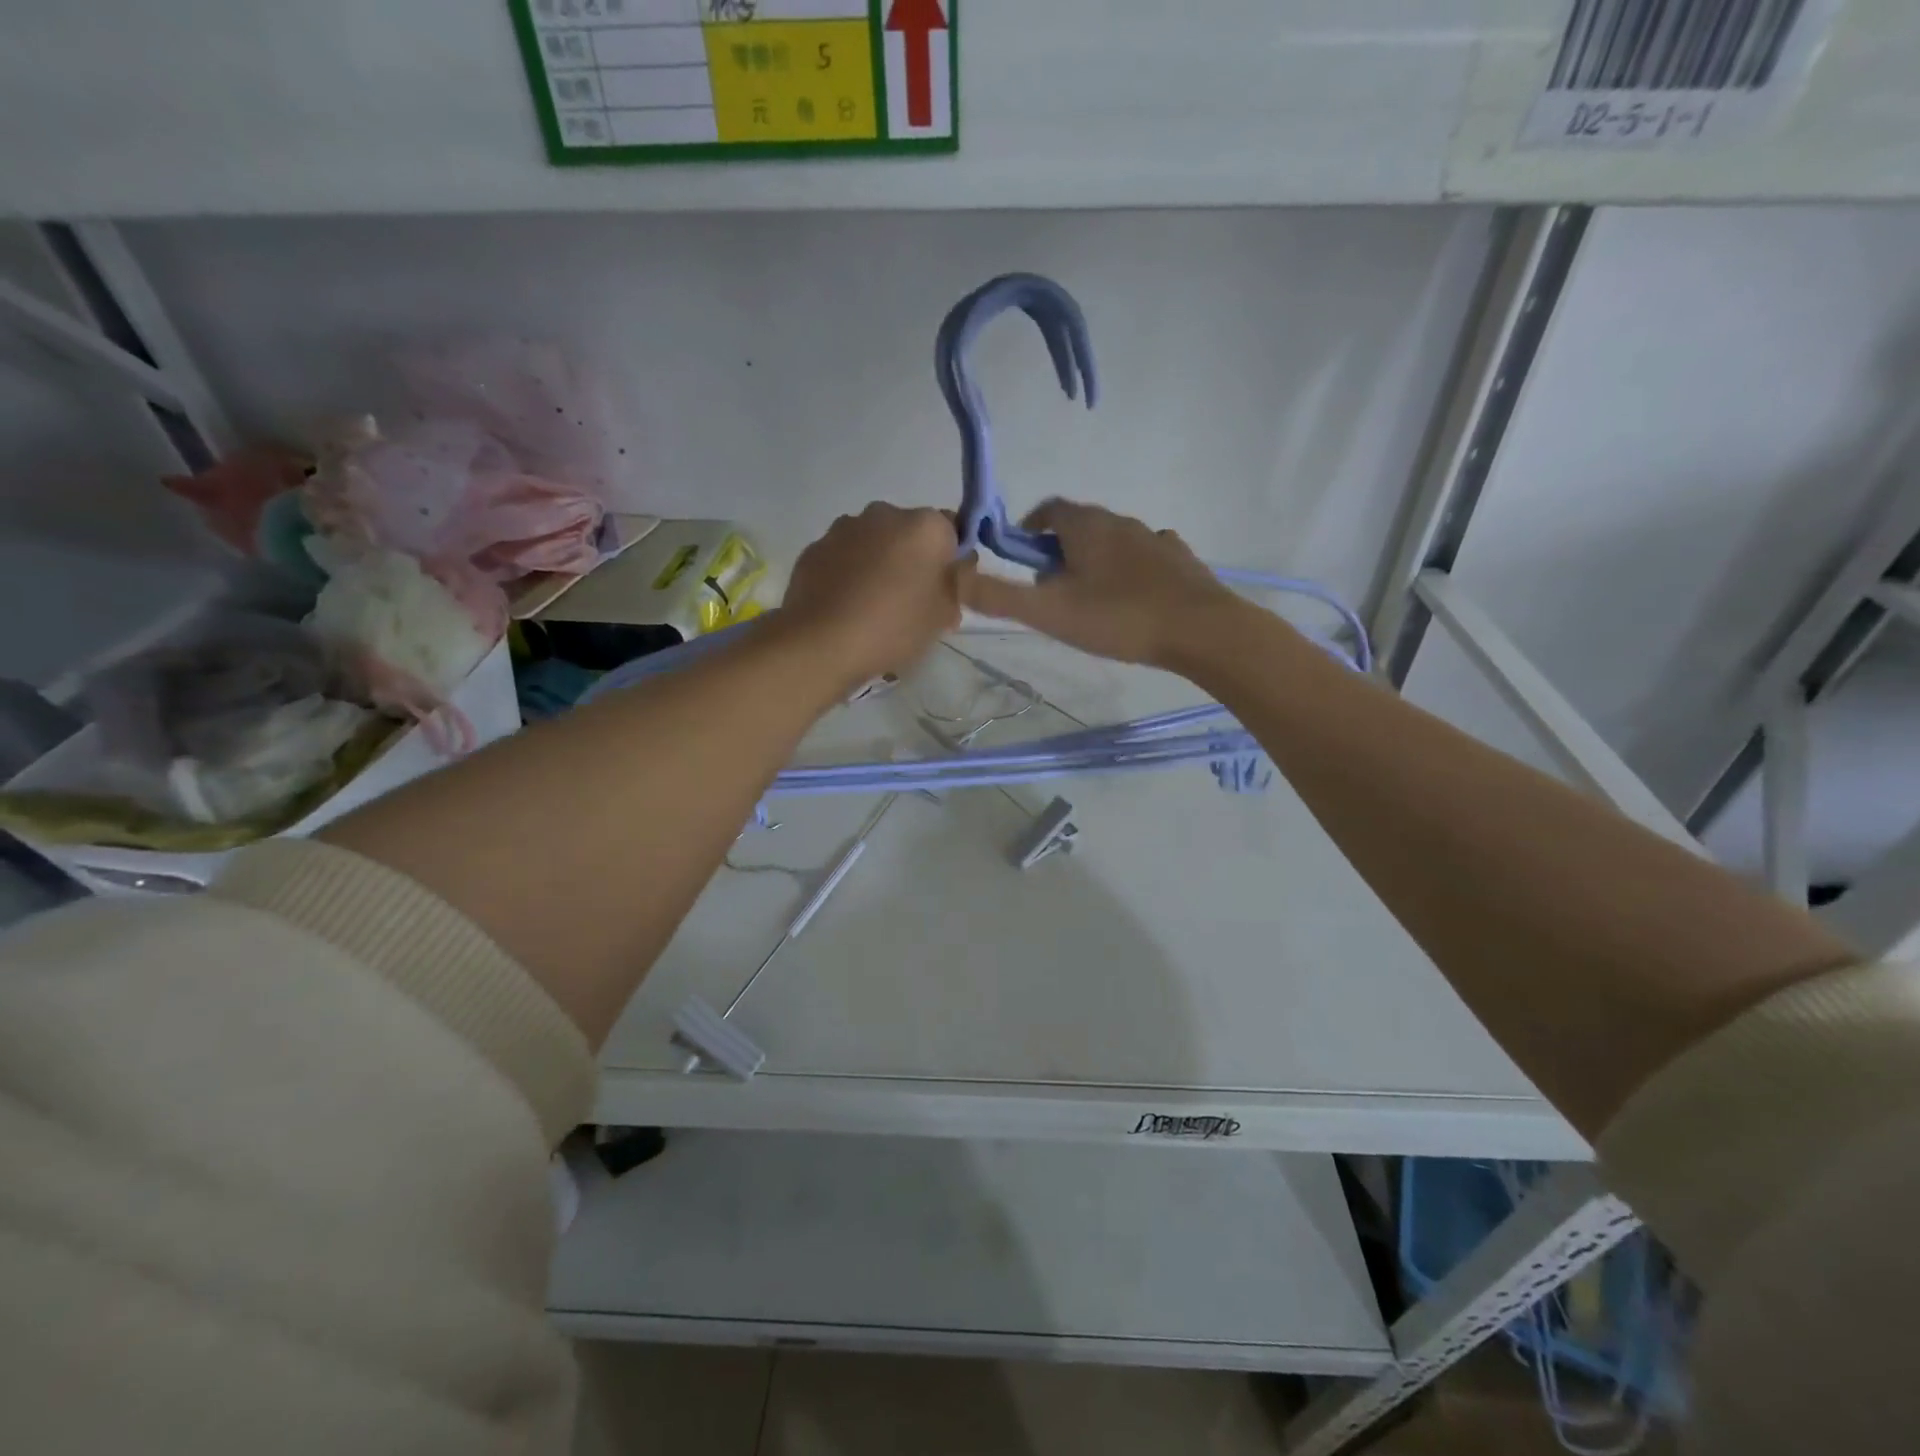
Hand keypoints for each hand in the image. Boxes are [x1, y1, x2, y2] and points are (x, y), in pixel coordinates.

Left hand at [781, 503, 965, 687]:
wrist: (822, 643)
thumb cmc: (894, 626)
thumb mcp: (943, 614)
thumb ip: (958, 585)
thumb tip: (958, 569)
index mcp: (926, 526)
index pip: (952, 532)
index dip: (951, 562)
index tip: (946, 592)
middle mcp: (885, 513)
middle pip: (910, 535)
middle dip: (914, 561)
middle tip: (913, 604)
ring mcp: (845, 528)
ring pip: (874, 543)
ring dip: (879, 565)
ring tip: (874, 608)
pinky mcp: (815, 548)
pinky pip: (843, 558)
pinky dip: (849, 574)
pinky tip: (847, 608)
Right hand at [961, 500, 1239, 668]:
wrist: (1201, 630)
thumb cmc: (1118, 617)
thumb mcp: (1048, 612)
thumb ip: (999, 596)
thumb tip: (957, 576)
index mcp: (1085, 526)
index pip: (1047, 510)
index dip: (1027, 529)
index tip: (1020, 560)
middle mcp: (1120, 521)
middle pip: (1079, 527)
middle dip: (1058, 552)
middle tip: (1052, 593)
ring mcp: (1155, 538)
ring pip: (1113, 542)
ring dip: (1095, 562)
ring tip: (1091, 602)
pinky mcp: (1180, 560)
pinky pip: (1145, 557)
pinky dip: (1130, 571)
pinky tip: (1132, 599)